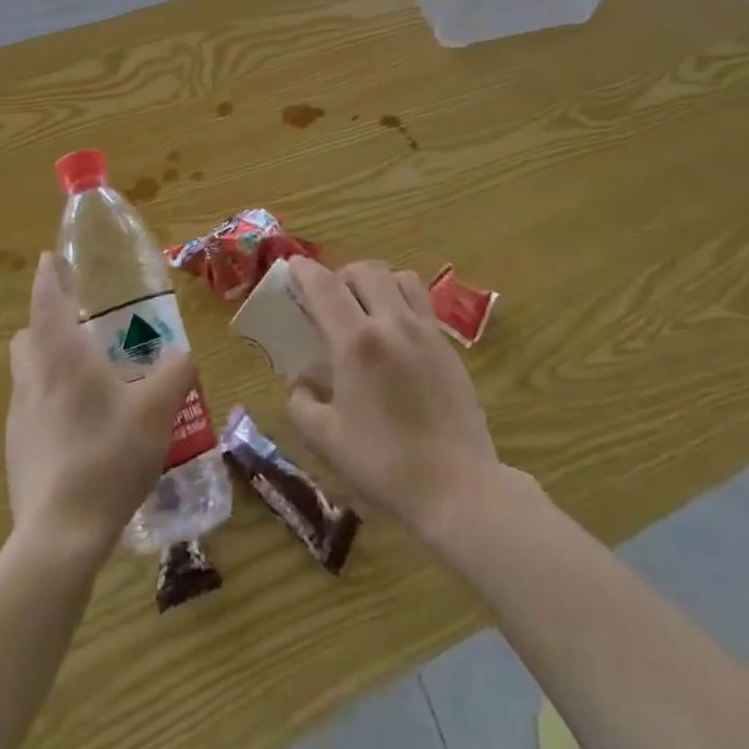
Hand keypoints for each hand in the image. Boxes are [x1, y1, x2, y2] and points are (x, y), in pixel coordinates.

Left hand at [6, 253, 197, 560]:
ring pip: (28, 372)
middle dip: (48, 321)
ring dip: (50, 360)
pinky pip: (33, 407)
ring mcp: (20, 417)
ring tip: (90, 375)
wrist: (59, 536)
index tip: (52, 257)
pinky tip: (84, 425)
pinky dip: (52, 399)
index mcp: (63, 358)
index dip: (52, 276)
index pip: (49, 300)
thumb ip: (176, 371)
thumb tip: (182, 353)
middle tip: (84, 323)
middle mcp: (33, 379)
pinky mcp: (18, 451)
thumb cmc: (109, 457)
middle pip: (29, 336)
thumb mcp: (158, 409)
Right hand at [283, 257, 501, 541]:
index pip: (325, 288)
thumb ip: (302, 403)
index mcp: (357, 343)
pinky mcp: (447, 345)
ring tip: (366, 306)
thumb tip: (302, 383)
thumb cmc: (383, 463)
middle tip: (329, 297)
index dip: (305, 271)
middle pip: (366, 271)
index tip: (292, 264)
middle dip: (341, 274)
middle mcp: (392, 323)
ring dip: (376, 281)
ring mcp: (425, 331)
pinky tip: (394, 332)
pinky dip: (401, 300)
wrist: (456, 484)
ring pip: (400, 278)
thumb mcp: (325, 440)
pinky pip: (421, 302)